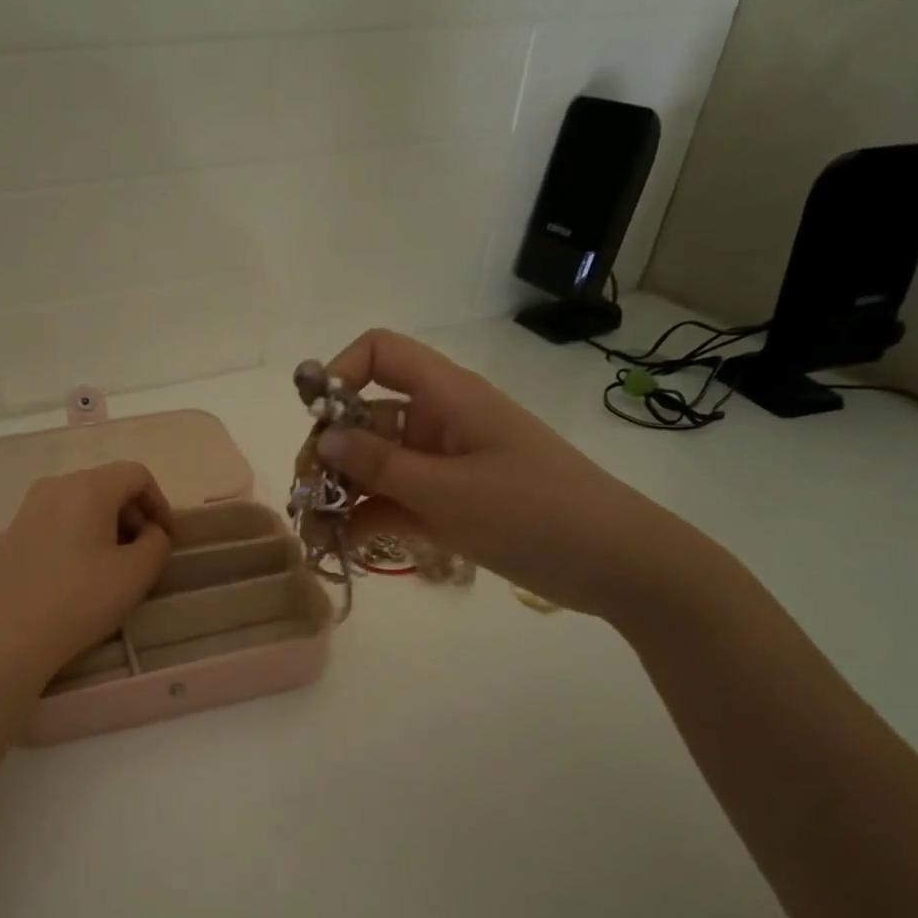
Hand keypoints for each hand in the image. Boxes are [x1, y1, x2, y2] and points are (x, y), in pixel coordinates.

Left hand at [0, 462, 173, 685]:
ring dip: (107, 525)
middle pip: (107, 485)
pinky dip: (80, 534)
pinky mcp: (14, 532)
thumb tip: (149, 531)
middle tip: (142, 554)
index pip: (137, 474)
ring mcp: (29, 508)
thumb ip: (157, 543)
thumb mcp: (136, 574)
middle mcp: (55, 486)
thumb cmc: (79, 600)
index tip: (166, 538)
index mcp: (88, 487)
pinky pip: (59, 519)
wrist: (6, 635)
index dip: (160, 502)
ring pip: (82, 502)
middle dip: (133, 514)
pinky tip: (80, 572)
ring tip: (113, 566)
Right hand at [315, 329, 707, 620]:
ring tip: (314, 532)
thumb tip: (323, 438)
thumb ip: (380, 465)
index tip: (315, 420)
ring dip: (340, 493)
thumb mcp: (449, 491)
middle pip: (366, 417)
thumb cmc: (534, 512)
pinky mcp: (447, 503)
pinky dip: (367, 518)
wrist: (612, 563)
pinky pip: (393, 501)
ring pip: (375, 465)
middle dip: (329, 452)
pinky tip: (341, 545)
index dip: (340, 373)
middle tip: (305, 496)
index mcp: (447, 397)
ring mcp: (441, 466)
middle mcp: (439, 423)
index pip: (382, 353)